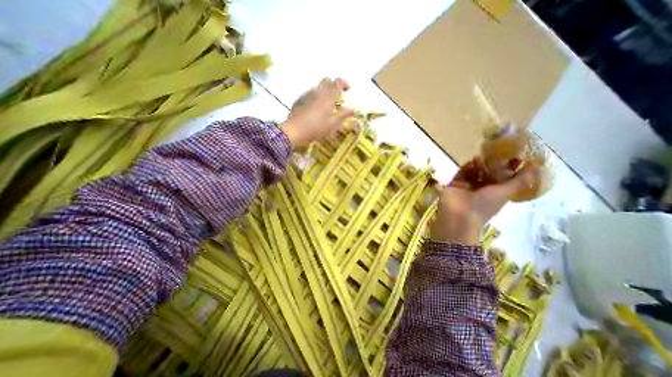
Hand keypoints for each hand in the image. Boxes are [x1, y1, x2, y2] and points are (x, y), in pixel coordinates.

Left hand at [280, 76, 353, 147]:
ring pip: (318, 87)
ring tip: (326, 104)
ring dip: (324, 91)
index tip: (347, 89)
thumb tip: (352, 109)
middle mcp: (318, 91)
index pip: (338, 82)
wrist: (295, 131)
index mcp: (328, 96)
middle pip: (327, 81)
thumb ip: (343, 115)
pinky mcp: (300, 99)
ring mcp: (307, 94)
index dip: (344, 83)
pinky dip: (315, 97)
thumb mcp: (332, 124)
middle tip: (337, 97)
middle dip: (334, 86)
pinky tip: (314, 108)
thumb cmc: (316, 128)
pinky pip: (310, 93)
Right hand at [433, 161, 538, 243]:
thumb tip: (538, 167)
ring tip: (482, 156)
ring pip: (474, 171)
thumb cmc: (484, 206)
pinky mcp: (455, 183)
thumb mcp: (505, 193)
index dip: (510, 168)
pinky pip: (461, 172)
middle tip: (497, 152)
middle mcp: (481, 189)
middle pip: (488, 173)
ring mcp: (467, 186)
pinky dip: (467, 166)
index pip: (504, 178)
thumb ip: (519, 180)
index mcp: (495, 193)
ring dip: (479, 164)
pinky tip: (472, 160)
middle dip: (493, 164)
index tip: (515, 156)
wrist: (458, 214)